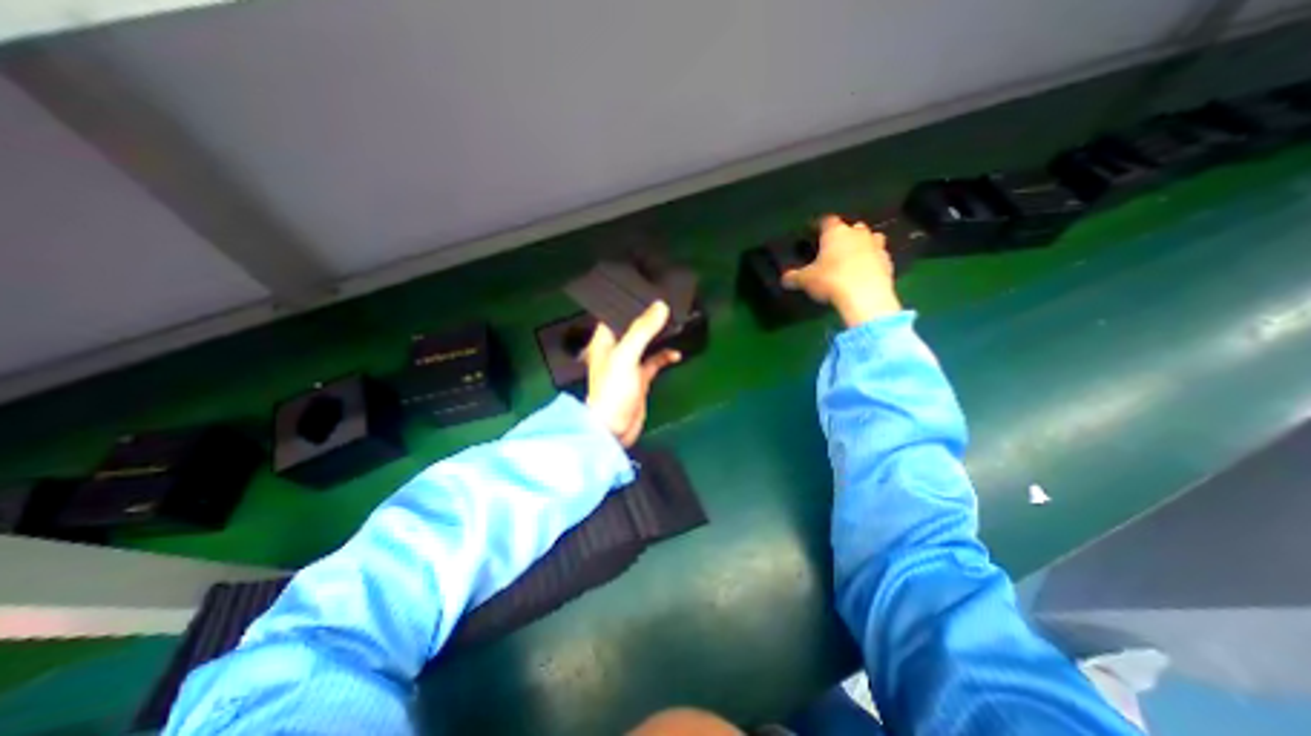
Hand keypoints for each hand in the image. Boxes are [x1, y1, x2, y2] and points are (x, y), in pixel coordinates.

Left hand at [586, 299, 681, 448]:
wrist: (614, 428)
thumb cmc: (613, 390)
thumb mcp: (626, 355)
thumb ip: (642, 330)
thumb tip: (661, 306)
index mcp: (605, 340)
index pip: (617, 314)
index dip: (631, 303)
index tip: (650, 290)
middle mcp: (616, 349)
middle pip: (634, 327)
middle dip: (650, 317)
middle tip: (669, 304)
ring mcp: (629, 364)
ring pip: (647, 343)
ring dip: (660, 336)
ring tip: (676, 324)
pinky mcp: (641, 378)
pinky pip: (655, 361)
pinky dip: (665, 356)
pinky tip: (677, 354)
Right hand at [777, 212, 903, 323]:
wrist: (865, 296)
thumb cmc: (831, 280)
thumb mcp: (806, 280)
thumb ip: (794, 277)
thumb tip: (784, 278)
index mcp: (836, 232)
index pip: (826, 220)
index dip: (819, 225)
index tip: (813, 230)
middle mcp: (857, 234)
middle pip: (852, 227)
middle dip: (844, 234)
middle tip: (834, 247)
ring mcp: (876, 246)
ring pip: (871, 238)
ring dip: (863, 245)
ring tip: (853, 257)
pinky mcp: (888, 262)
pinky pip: (880, 257)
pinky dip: (873, 261)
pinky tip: (865, 273)